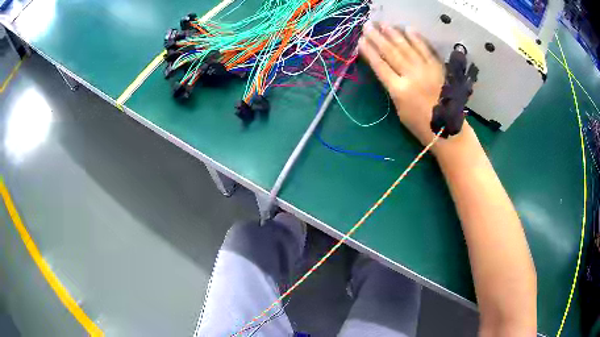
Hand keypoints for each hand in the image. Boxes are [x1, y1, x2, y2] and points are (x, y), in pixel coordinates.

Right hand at [359, 23, 444, 145]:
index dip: (369, 52)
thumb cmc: (420, 125)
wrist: (447, 129)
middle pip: (391, 53)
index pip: (380, 66)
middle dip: (377, 38)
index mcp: (399, 91)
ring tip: (383, 24)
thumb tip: (388, 71)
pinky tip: (408, 29)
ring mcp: (426, 70)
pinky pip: (426, 50)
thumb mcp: (399, 111)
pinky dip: (417, 39)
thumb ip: (393, 89)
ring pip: (406, 48)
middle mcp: (411, 76)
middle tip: (368, 26)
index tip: (360, 42)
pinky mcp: (438, 68)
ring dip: (394, 34)